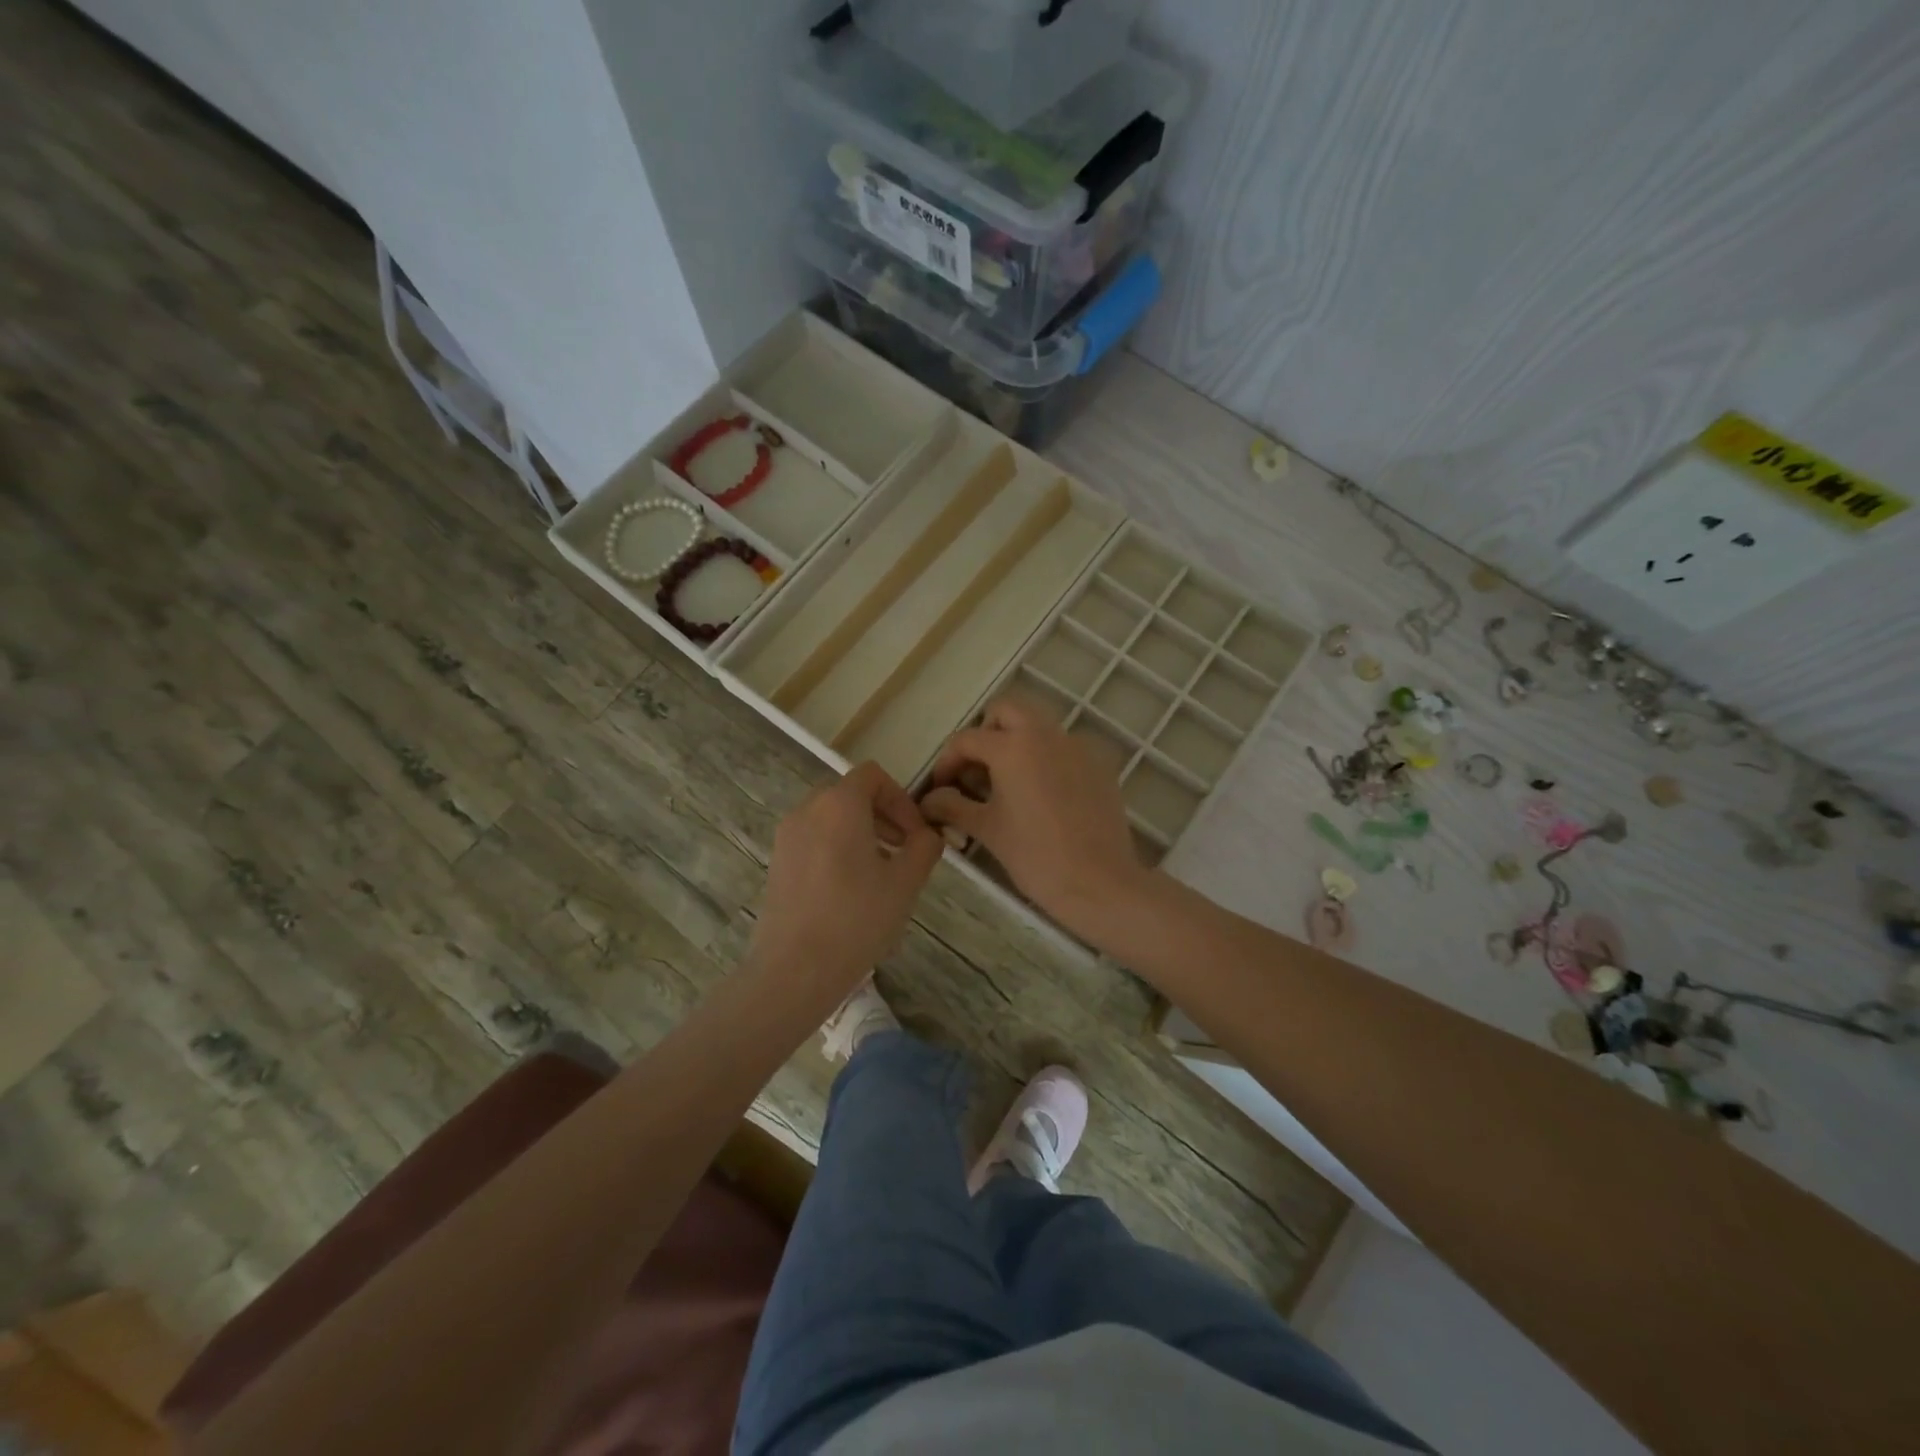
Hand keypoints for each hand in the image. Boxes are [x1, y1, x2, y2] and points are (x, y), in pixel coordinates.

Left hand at [747, 761, 942, 999]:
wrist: (794, 970)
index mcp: (839, 805)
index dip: (901, 798)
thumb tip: (929, 835)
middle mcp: (807, 810)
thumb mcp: (905, 882)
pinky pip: (814, 839)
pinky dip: (837, 847)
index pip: (873, 776)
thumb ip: (925, 847)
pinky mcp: (777, 863)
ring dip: (862, 832)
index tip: (916, 834)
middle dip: (883, 815)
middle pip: (851, 794)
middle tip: (904, 850)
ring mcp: (787, 837)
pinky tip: (852, 889)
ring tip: (882, 872)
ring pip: (831, 817)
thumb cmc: (857, 919)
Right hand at [920, 696, 1151, 940]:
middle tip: (977, 771)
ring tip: (1007, 784)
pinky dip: (1045, 759)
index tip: (942, 788)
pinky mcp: (1098, 765)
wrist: (1099, 882)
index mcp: (1013, 747)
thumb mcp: (987, 830)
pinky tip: (1042, 797)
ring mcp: (1077, 747)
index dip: (947, 761)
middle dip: (986, 734)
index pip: (967, 739)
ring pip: (1038, 726)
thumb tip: (929, 800)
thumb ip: (953, 806)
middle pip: (1007, 711)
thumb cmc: (1035, 856)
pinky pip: (1064, 748)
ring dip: (1016, 743)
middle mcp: (1046, 734)